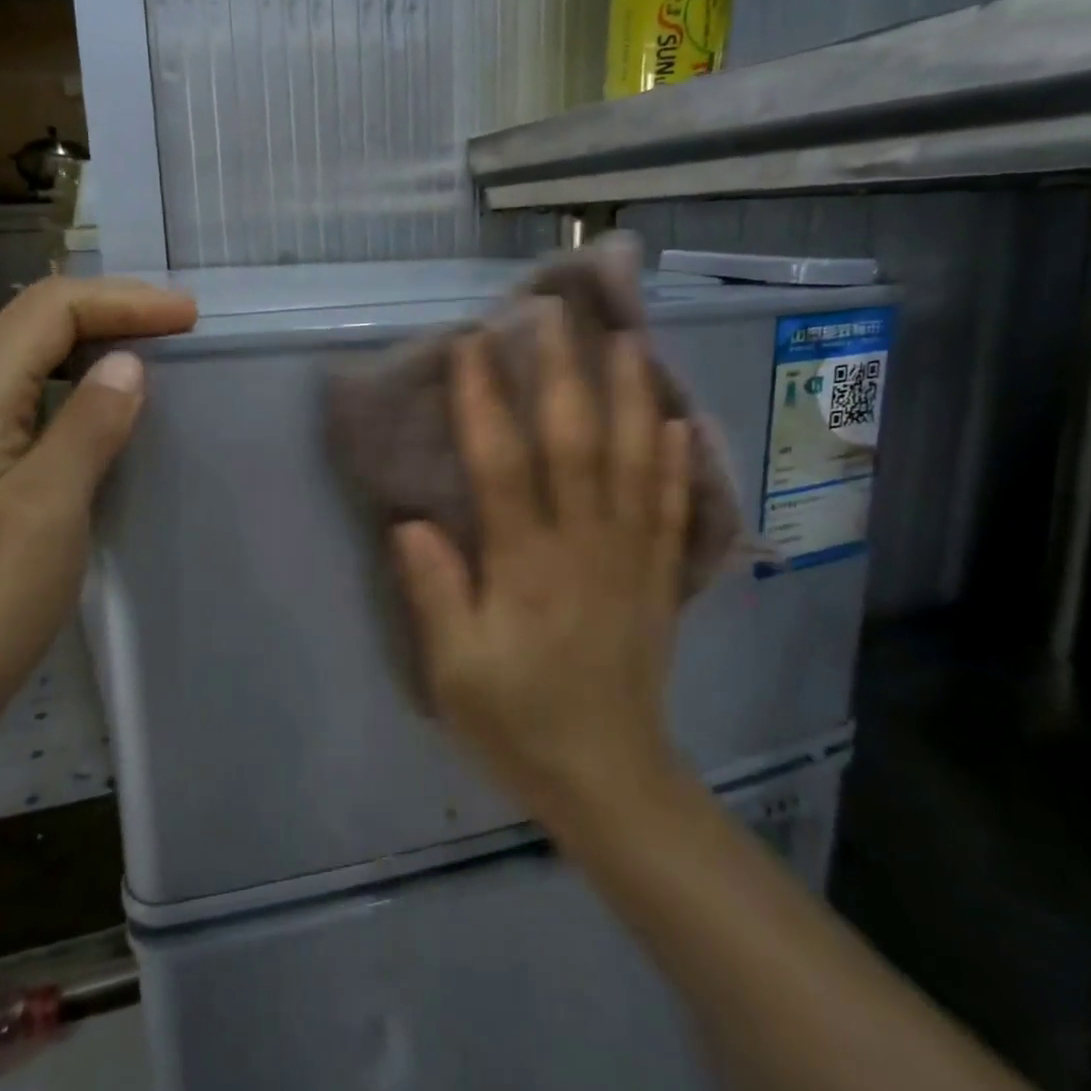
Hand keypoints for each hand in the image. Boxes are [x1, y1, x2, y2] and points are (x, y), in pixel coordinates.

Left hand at [0, 277, 196, 738]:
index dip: (125, 301)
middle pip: (36, 325)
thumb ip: (88, 427)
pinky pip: (24, 406)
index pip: (51, 309)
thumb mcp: (45, 512)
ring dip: (92, 350)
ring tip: (155, 363)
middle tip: (181, 333)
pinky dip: (73, 394)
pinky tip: (105, 421)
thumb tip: (127, 365)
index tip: (191, 319)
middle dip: (111, 314)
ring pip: (29, 364)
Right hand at [392, 300, 692, 824]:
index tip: (472, 344)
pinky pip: (670, 506)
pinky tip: (678, 419)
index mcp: (525, 564)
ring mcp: (629, 556)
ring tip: (627, 340)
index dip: (484, 399)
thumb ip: (434, 592)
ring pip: (634, 461)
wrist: (608, 777)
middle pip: (576, 441)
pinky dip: (676, 459)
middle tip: (554, 313)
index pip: (502, 463)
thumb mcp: (454, 670)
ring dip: (631, 396)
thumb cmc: (518, 721)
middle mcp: (582, 545)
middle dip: (562, 371)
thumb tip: (411, 521)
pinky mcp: (658, 576)